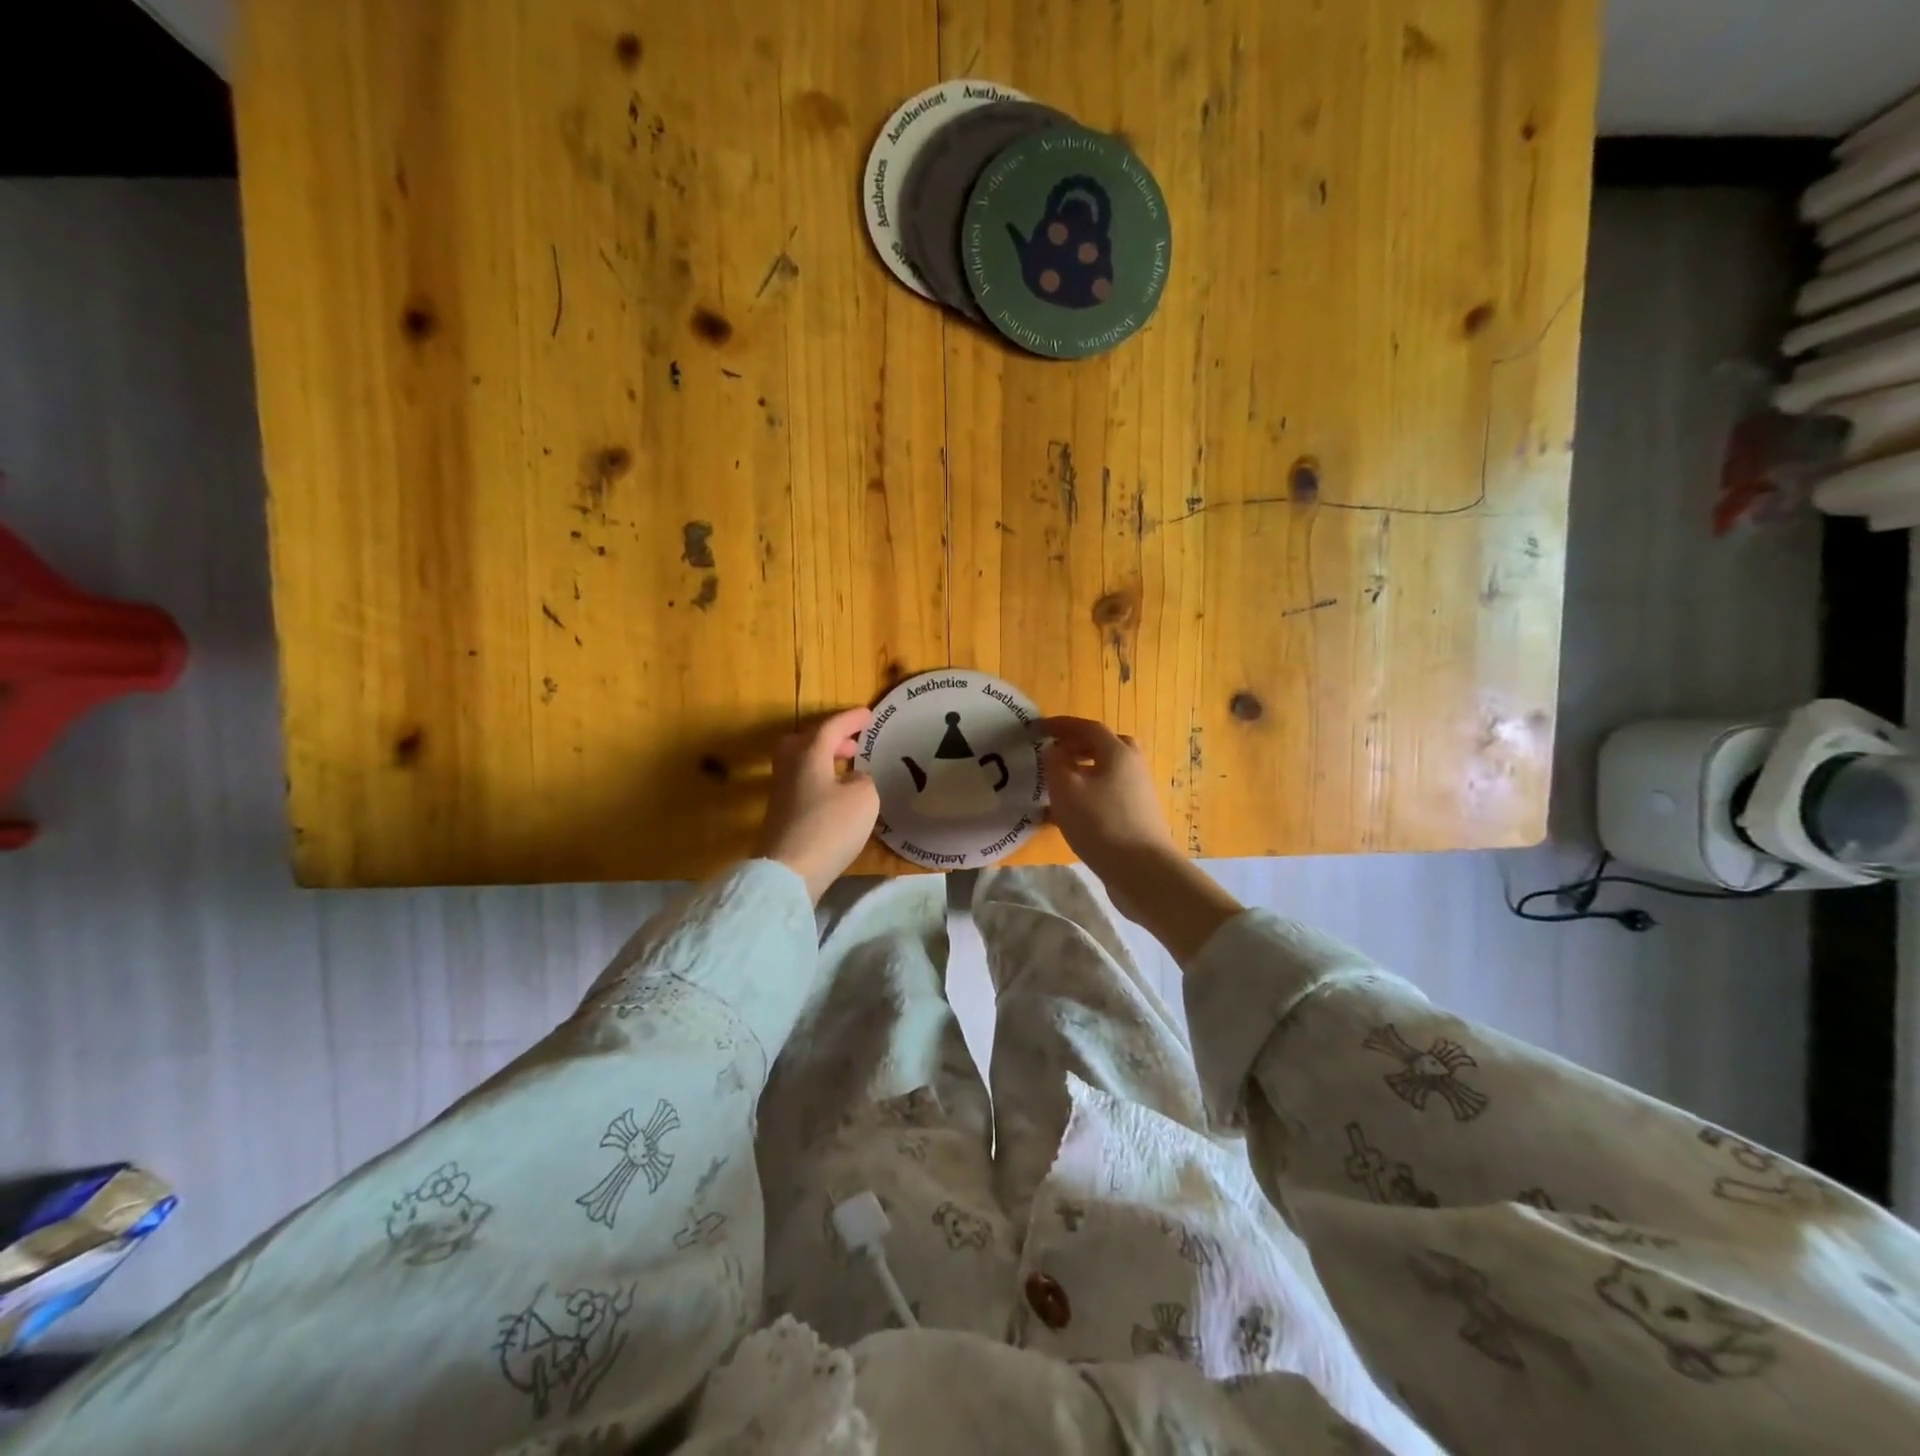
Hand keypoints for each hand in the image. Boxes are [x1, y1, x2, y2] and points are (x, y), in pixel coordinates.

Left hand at [756, 706, 879, 902]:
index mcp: (808, 755)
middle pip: (804, 742)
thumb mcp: (864, 798)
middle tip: (853, 745)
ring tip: (849, 770)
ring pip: (801, 764)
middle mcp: (790, 768)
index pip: (830, 727)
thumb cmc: (829, 827)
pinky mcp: (781, 816)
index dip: (850, 720)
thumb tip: (853, 779)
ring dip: (824, 760)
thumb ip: (863, 780)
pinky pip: (802, 784)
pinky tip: (837, 798)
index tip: (868, 714)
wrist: (788, 872)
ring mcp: (782, 793)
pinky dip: (820, 781)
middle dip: (829, 739)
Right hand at [1037, 716, 1178, 882]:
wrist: (1142, 870)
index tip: (1037, 728)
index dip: (1061, 725)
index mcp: (1118, 752)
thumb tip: (1055, 750)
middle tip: (1053, 754)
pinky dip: (1087, 795)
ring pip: (1105, 773)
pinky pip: (1107, 794)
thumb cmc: (1101, 823)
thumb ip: (1055, 763)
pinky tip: (1067, 816)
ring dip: (1080, 773)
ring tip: (1055, 787)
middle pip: (1104, 747)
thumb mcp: (1066, 789)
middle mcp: (1132, 766)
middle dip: (1077, 747)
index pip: (1088, 728)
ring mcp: (1137, 792)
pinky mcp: (1136, 816)